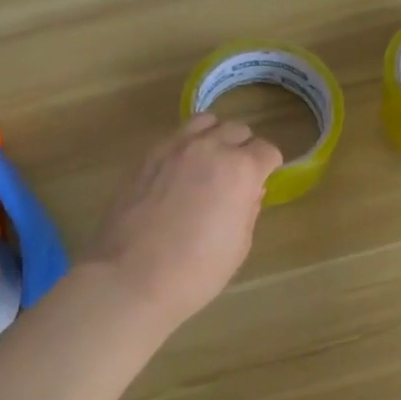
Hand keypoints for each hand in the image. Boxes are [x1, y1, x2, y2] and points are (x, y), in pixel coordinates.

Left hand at [81, 114, 282, 328]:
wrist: (130, 277)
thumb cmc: (195, 271)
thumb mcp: (238, 246)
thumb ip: (248, 210)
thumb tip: (249, 191)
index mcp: (240, 170)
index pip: (267, 151)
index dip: (269, 167)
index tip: (264, 181)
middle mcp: (210, 148)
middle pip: (237, 130)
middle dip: (244, 148)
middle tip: (238, 174)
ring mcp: (175, 148)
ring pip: (205, 122)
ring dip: (215, 136)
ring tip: (210, 161)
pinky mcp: (147, 155)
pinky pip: (176, 136)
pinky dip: (187, 145)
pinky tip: (181, 170)